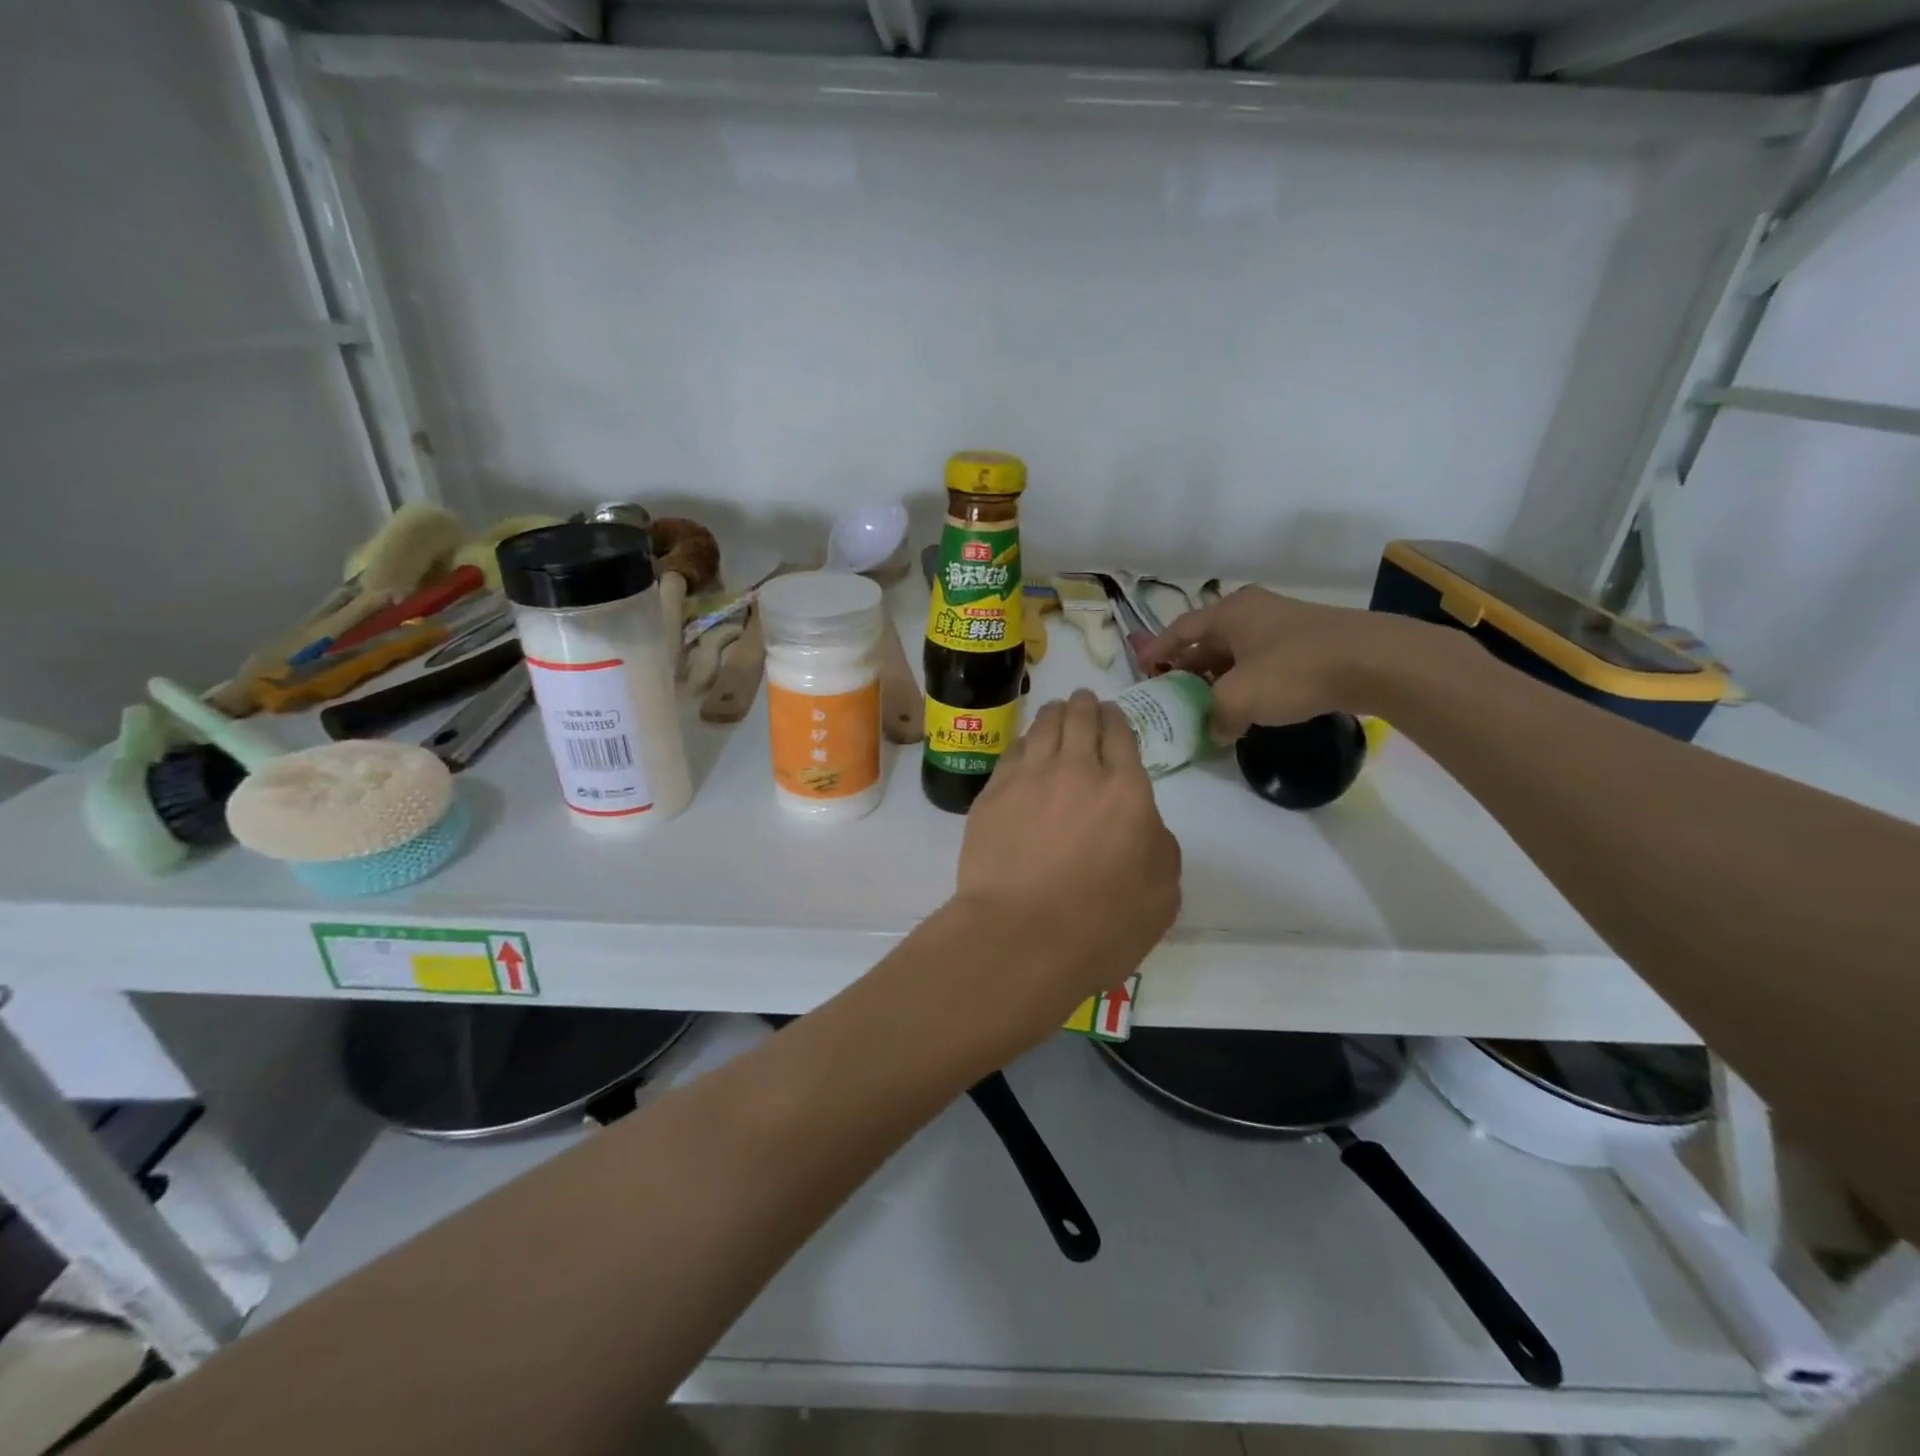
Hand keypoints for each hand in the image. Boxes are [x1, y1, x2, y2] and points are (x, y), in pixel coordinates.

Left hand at [953, 690, 1180, 1026]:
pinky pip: (1011, 753)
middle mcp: (1077, 770)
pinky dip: (1023, 742)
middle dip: (1084, 705)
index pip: (1120, 735)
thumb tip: (1142, 824)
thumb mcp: (1162, 893)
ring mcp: (1029, 778)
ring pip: (1042, 727)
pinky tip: (1024, 746)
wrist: (1022, 936)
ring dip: (1053, 713)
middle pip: (1080, 720)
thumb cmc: (1102, 924)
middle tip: (1083, 699)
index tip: (1111, 714)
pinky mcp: (992, 795)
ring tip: (1055, 709)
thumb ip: (1159, 845)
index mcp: (1126, 789)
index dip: (1115, 719)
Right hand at [1140, 587, 1434, 740]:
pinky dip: (1247, 682)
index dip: (1157, 651)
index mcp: (1229, 613)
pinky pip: (1262, 662)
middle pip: (1207, 640)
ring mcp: (1283, 625)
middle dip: (1187, 667)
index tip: (1142, 672)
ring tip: (1207, 706)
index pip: (1179, 630)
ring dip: (1218, 678)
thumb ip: (1216, 717)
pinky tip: (1249, 706)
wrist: (1375, 662)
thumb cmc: (1294, 670)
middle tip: (1172, 694)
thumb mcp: (1240, 698)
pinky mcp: (1308, 643)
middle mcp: (1252, 612)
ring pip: (1236, 653)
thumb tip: (1217, 730)